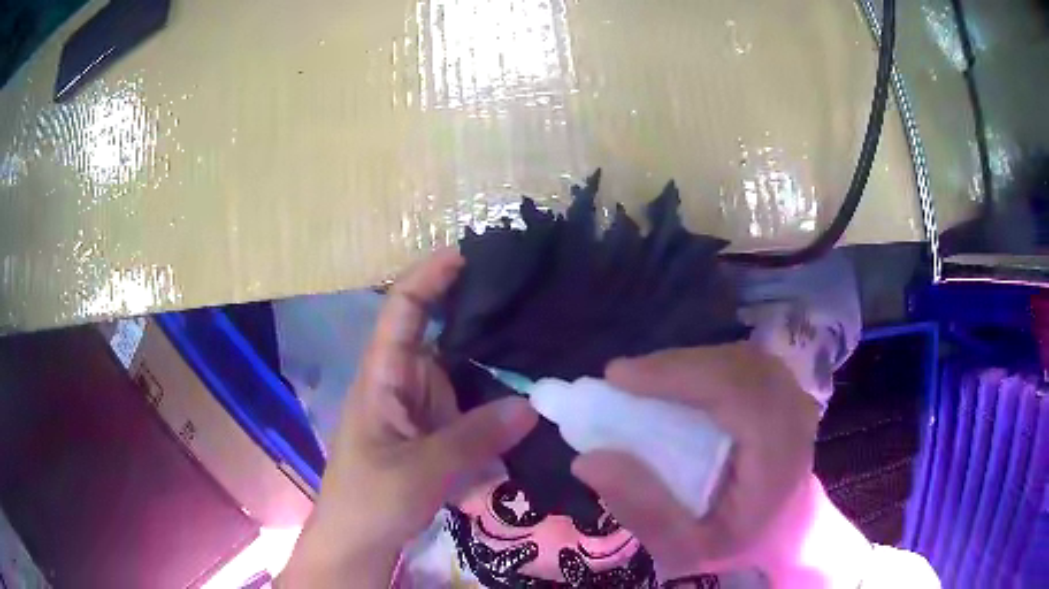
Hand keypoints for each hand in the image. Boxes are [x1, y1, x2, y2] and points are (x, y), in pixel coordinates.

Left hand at [280, 249, 537, 587]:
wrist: (360, 542)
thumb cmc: (370, 499)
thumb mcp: (420, 471)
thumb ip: (474, 438)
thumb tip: (533, 405)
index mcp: (384, 376)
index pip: (403, 309)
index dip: (431, 276)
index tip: (472, 253)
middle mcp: (407, 381)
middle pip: (444, 334)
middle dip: (482, 315)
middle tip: (536, 300)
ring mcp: (426, 408)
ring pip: (466, 372)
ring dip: (499, 362)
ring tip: (549, 343)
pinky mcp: (441, 433)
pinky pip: (475, 407)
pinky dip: (501, 401)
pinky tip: (537, 397)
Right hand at [571, 342, 820, 576]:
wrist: (780, 536)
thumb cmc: (734, 545)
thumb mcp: (682, 547)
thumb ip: (641, 508)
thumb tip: (588, 460)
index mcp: (779, 460)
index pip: (738, 393)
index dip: (679, 375)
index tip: (619, 378)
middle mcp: (795, 418)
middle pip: (738, 365)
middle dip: (676, 366)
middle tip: (623, 380)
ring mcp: (795, 399)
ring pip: (740, 358)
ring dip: (689, 364)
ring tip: (644, 383)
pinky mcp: (785, 392)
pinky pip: (743, 363)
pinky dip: (704, 367)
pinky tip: (677, 385)